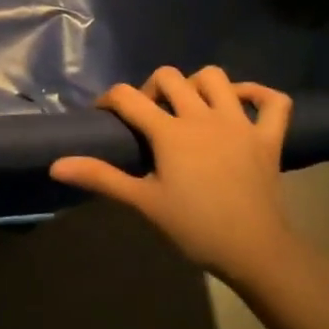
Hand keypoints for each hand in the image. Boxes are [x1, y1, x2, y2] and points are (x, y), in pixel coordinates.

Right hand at [49, 66, 293, 280]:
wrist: (255, 251)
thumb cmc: (194, 227)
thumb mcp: (142, 202)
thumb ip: (100, 177)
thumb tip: (56, 165)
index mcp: (170, 132)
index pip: (128, 96)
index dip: (109, 100)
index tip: (104, 115)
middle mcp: (203, 116)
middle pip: (169, 77)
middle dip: (151, 88)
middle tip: (147, 115)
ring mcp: (239, 123)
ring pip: (216, 78)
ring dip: (197, 84)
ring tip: (188, 107)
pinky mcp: (269, 137)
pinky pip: (272, 101)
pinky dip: (257, 93)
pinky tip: (240, 102)